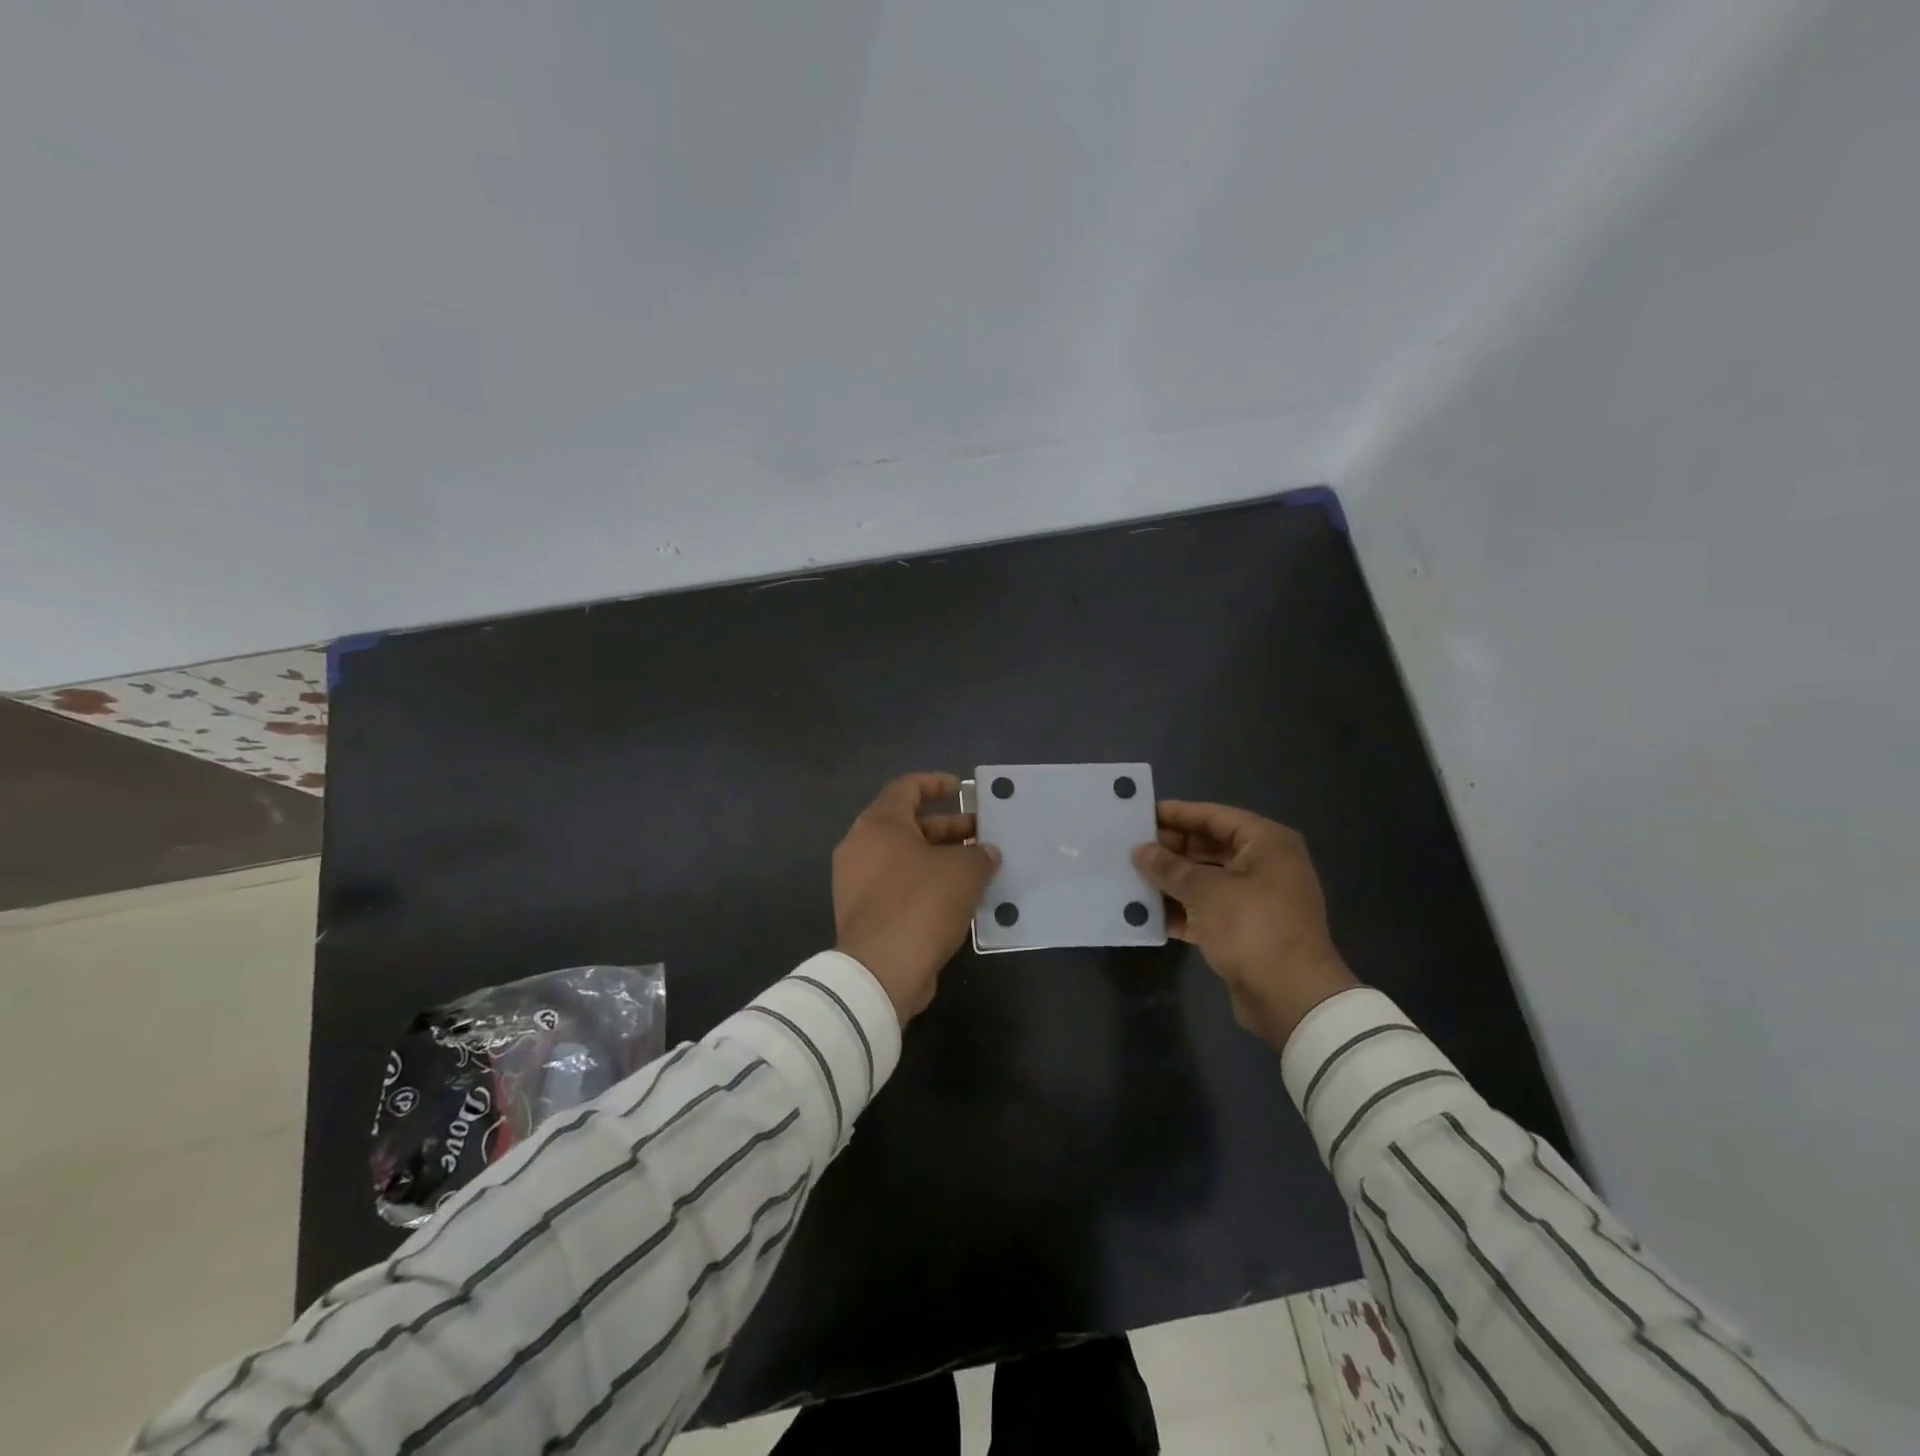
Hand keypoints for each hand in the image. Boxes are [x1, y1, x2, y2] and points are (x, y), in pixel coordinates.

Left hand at [833, 773, 1000, 1023]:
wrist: (882, 970)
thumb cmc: (921, 903)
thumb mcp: (963, 872)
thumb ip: (979, 855)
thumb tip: (986, 853)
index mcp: (878, 824)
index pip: (906, 788)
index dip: (936, 783)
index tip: (962, 790)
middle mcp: (861, 847)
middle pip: (908, 825)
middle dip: (948, 828)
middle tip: (982, 835)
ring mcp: (857, 882)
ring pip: (905, 859)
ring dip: (940, 859)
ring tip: (977, 868)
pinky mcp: (864, 914)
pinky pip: (899, 887)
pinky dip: (926, 885)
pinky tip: (959, 899)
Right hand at [1133, 801, 1359, 1048]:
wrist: (1292, 998)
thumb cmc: (1252, 927)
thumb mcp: (1205, 891)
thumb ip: (1169, 867)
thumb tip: (1141, 850)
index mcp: (1267, 843)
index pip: (1215, 816)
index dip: (1178, 814)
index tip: (1141, 814)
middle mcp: (1266, 865)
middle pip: (1211, 847)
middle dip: (1171, 850)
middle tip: (1131, 848)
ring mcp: (1258, 900)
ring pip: (1207, 880)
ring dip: (1173, 881)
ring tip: (1132, 877)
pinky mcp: (1247, 931)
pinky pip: (1208, 910)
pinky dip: (1182, 910)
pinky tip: (1147, 913)